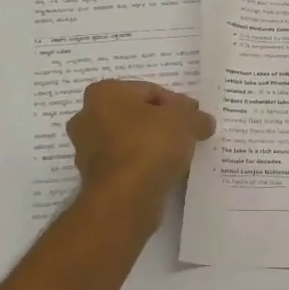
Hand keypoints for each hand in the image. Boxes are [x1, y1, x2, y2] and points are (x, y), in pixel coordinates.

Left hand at [66, 79, 215, 225]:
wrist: (125, 198)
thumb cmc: (150, 145)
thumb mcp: (185, 121)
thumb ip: (195, 116)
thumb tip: (202, 121)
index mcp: (104, 92)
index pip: (149, 91)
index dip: (176, 104)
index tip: (193, 119)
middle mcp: (87, 117)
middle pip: (135, 115)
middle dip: (160, 124)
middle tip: (186, 135)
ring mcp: (86, 149)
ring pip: (128, 140)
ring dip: (150, 146)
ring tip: (177, 157)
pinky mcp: (92, 177)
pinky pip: (124, 164)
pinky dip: (141, 166)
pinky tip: (161, 173)